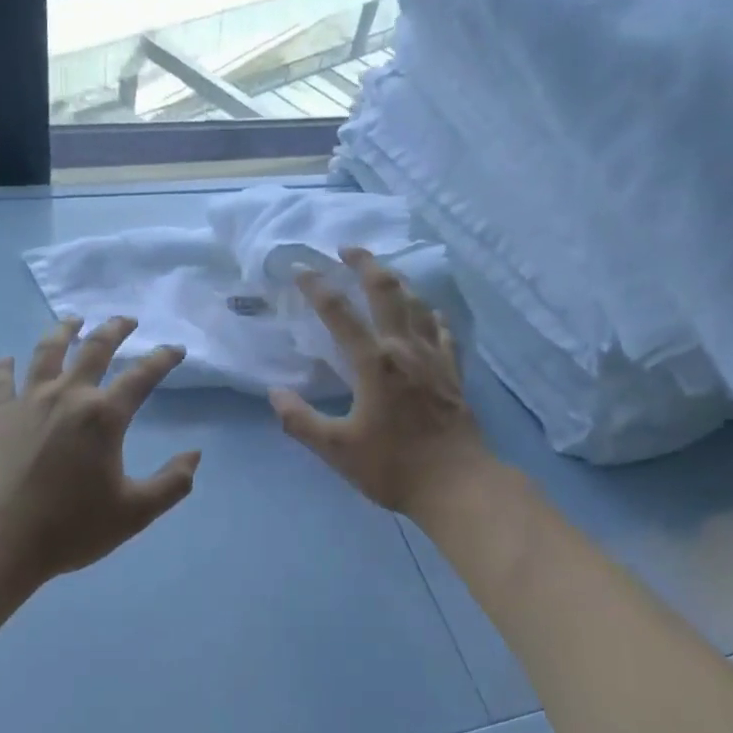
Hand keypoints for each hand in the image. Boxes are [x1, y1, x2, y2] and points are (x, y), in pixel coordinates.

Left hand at [0, 316, 199, 582]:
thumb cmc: (71, 527)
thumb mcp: (135, 513)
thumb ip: (172, 483)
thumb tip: (194, 455)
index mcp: (104, 416)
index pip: (141, 376)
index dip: (162, 359)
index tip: (175, 349)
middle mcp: (68, 396)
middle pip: (94, 349)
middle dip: (114, 330)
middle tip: (127, 320)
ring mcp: (28, 402)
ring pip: (47, 352)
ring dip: (64, 331)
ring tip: (73, 320)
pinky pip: (1, 380)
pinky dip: (5, 366)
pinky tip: (7, 359)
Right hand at [269, 250, 489, 516]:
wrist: (458, 485)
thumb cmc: (393, 467)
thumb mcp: (336, 450)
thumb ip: (301, 421)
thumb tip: (275, 395)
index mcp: (373, 363)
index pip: (338, 312)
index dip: (316, 286)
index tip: (299, 268)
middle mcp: (405, 348)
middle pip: (386, 290)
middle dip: (365, 263)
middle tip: (347, 247)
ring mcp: (434, 357)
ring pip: (417, 303)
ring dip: (397, 282)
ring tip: (381, 273)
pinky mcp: (453, 372)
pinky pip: (443, 329)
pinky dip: (430, 314)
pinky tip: (428, 312)